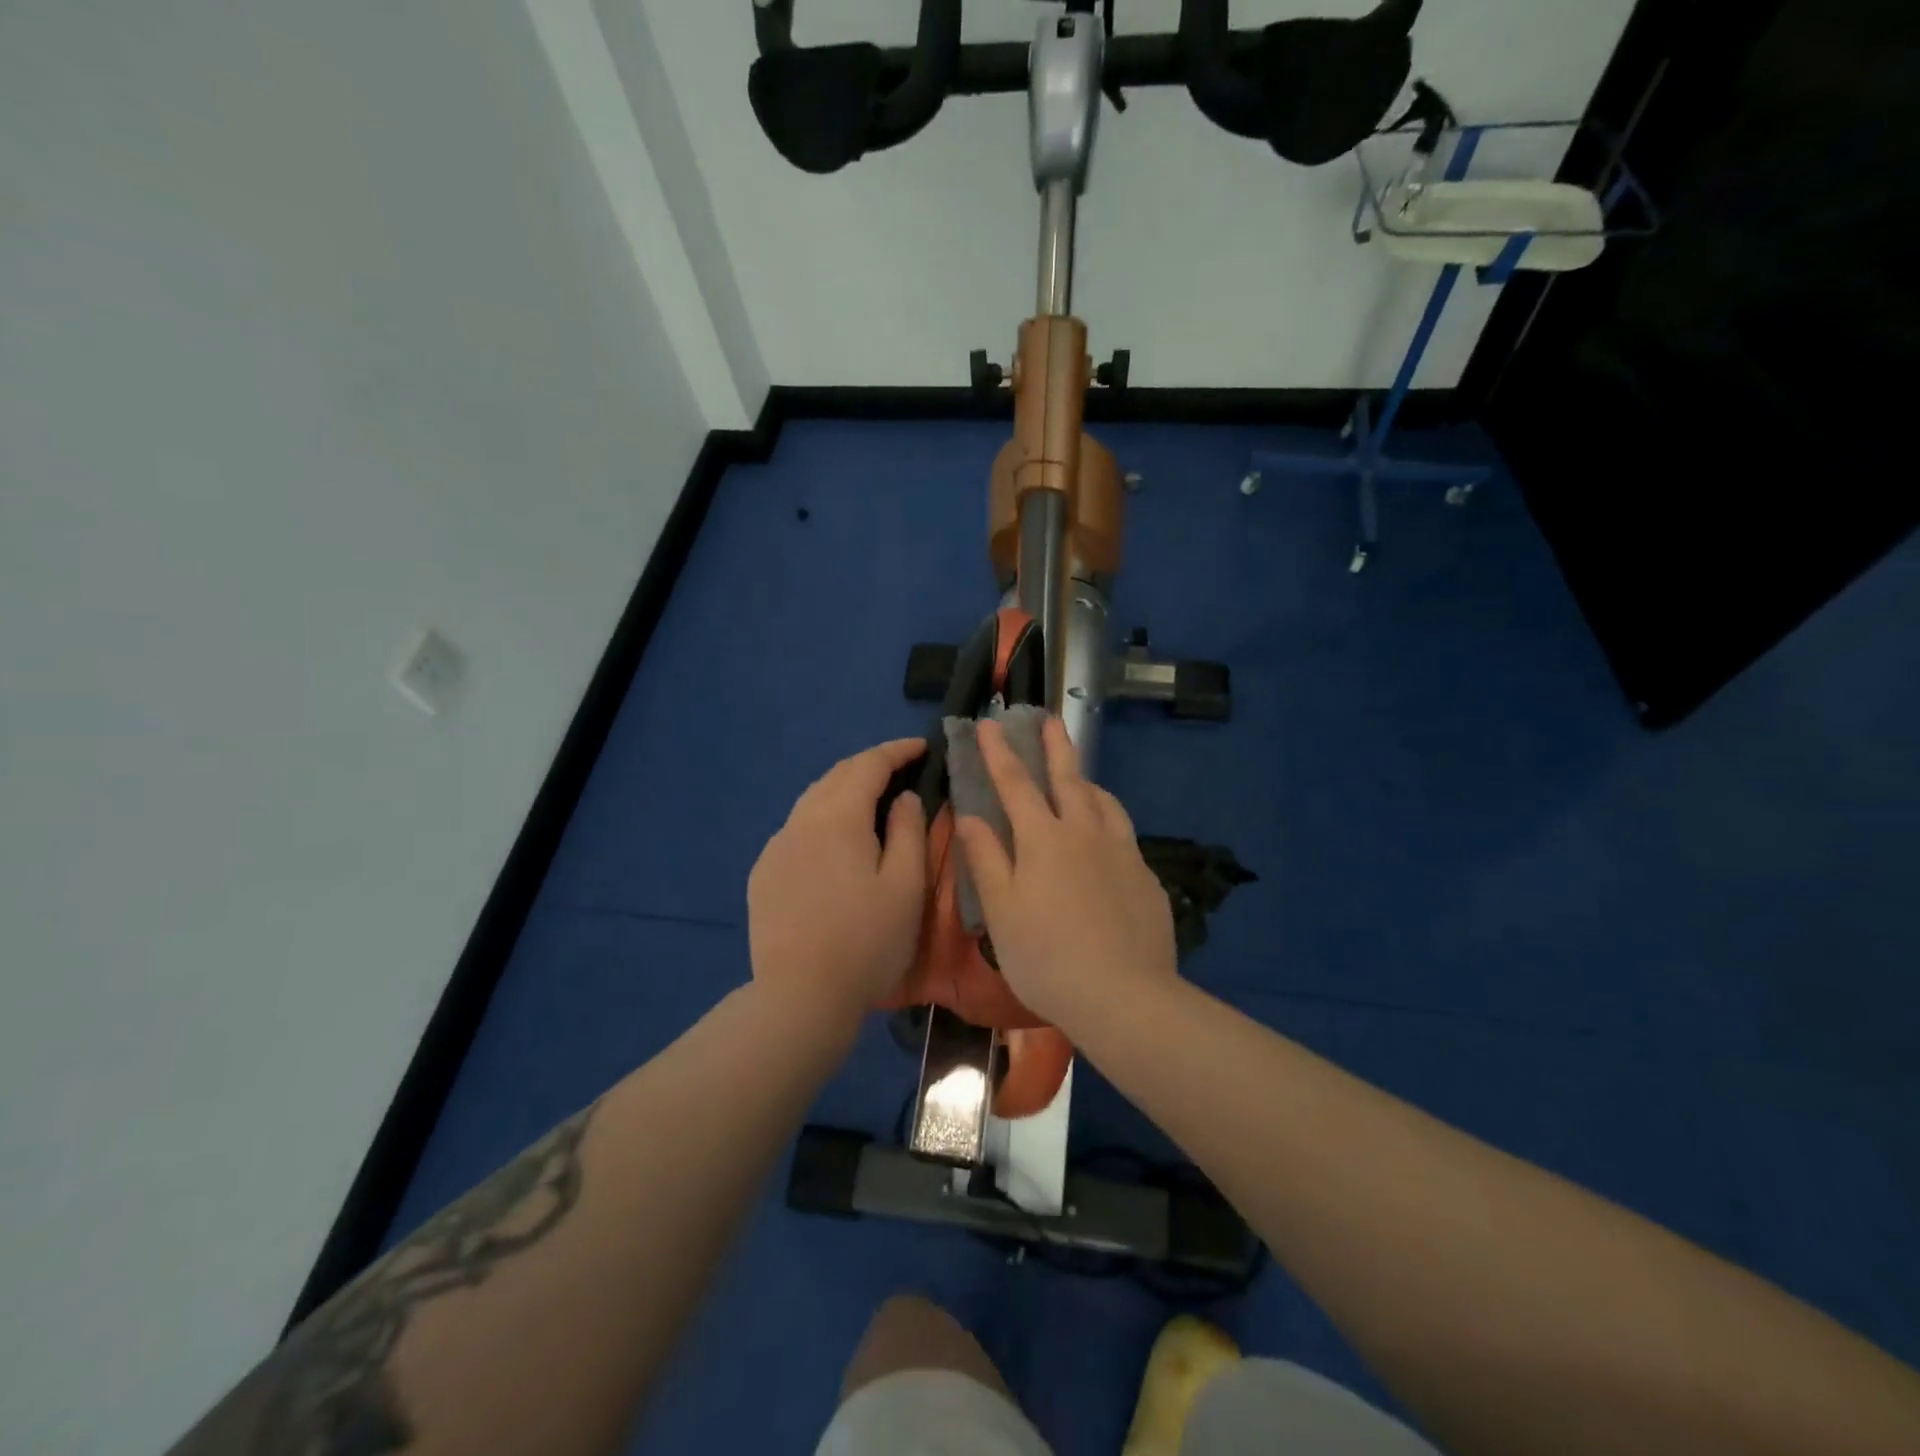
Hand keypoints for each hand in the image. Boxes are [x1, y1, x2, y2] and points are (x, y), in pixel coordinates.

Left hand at [748, 738, 927, 1030]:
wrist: (800, 997)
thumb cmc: (867, 941)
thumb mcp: (906, 885)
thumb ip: (909, 830)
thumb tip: (904, 798)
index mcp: (838, 817)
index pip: (869, 764)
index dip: (897, 751)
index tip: (922, 747)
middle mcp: (800, 821)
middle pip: (836, 776)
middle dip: (870, 765)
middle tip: (901, 769)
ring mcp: (776, 847)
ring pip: (812, 801)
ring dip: (844, 790)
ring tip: (871, 801)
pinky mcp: (763, 874)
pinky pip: (797, 829)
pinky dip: (822, 819)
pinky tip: (835, 843)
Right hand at [953, 717, 1176, 1029]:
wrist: (1124, 996)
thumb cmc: (1047, 957)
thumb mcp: (1002, 911)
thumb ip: (986, 858)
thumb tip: (969, 816)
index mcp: (1044, 839)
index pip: (1015, 783)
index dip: (1000, 751)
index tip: (990, 722)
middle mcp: (1086, 832)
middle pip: (1068, 777)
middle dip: (1055, 745)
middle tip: (1049, 718)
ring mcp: (1122, 852)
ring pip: (1104, 802)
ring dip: (1086, 781)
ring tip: (1079, 777)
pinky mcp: (1146, 875)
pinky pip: (1123, 833)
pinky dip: (1108, 820)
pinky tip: (1106, 838)